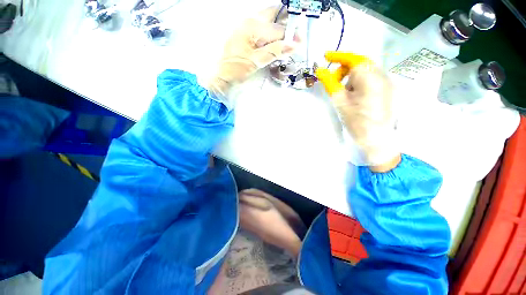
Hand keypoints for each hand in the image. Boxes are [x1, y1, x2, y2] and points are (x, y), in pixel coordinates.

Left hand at [209, 7, 297, 105]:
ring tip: (289, 37)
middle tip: (296, 33)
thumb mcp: (256, 61)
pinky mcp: (246, 35)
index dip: (290, 37)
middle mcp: (249, 22)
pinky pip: (262, 28)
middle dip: (286, 21)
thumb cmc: (236, 69)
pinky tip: (276, 40)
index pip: (277, 29)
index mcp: (252, 27)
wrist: (221, 76)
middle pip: (272, 15)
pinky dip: (272, 33)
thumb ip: (274, 51)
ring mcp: (247, 27)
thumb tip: (293, 45)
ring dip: (280, 26)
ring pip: (268, 20)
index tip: (299, 44)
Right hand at [316, 52, 400, 171]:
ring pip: (365, 72)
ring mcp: (387, 82)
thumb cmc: (357, 121)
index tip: (325, 57)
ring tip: (344, 94)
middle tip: (333, 83)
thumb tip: (320, 71)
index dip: (338, 56)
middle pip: (360, 64)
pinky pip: (371, 79)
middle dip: (344, 70)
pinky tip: (355, 97)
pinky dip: (359, 83)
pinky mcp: (388, 90)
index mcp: (370, 77)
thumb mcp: (340, 102)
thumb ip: (330, 84)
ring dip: (351, 77)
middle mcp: (382, 75)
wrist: (378, 140)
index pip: (353, 58)